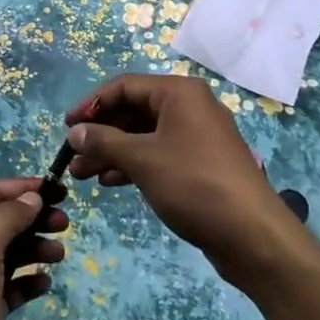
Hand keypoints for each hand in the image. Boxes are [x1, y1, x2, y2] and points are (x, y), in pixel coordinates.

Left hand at [0, 177, 67, 319]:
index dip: (24, 188)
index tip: (58, 189)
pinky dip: (30, 280)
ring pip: (12, 251)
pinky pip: (13, 285)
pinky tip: (44, 283)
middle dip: (34, 218)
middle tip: (64, 223)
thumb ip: (9, 217)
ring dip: (36, 248)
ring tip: (59, 254)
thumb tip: (32, 197)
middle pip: (4, 220)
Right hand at [64, 74, 302, 289]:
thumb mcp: (143, 160)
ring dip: (114, 151)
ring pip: (146, 135)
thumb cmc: (194, 184)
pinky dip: (135, 164)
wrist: (253, 233)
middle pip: (135, 110)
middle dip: (102, 132)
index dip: (93, 104)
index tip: (67, 127)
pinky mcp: (201, 163)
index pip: (125, 86)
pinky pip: (160, 153)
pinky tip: (111, 182)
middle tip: (72, 157)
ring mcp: (198, 136)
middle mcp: (190, 106)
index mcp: (179, 93)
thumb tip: (74, 131)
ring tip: (83, 175)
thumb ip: (105, 142)